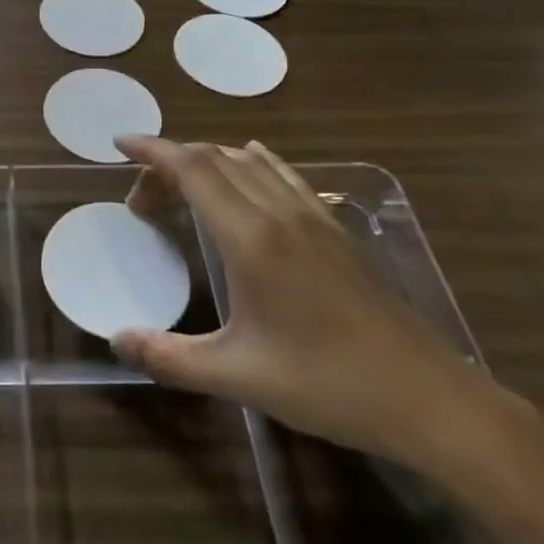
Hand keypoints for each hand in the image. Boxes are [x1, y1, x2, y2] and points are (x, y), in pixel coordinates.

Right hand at [112, 136, 502, 474]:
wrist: (428, 399)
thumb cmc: (327, 384)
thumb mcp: (238, 376)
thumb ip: (169, 357)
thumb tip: (115, 341)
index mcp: (251, 238)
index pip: (192, 168)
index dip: (152, 150)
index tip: (120, 144)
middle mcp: (279, 213)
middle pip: (214, 159)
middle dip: (169, 164)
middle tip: (142, 201)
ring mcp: (313, 217)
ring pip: (249, 162)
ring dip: (207, 162)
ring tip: (181, 188)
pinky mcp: (335, 230)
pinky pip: (284, 175)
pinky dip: (252, 162)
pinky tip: (250, 164)